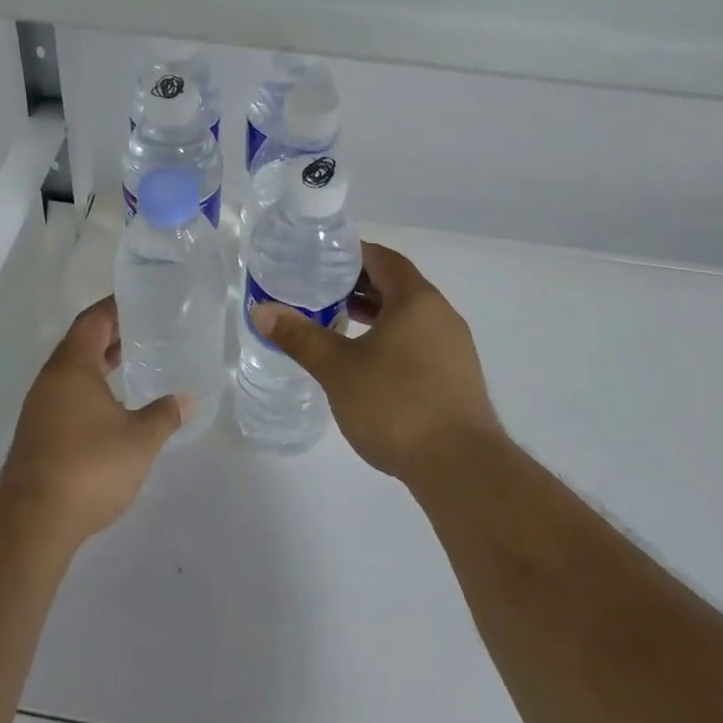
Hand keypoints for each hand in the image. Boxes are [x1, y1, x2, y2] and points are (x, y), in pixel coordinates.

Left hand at [0, 297, 188, 545]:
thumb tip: (188, 398)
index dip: (114, 307)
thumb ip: (164, 414)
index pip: (93, 321)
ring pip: (73, 371)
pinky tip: (113, 404)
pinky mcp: (38, 432)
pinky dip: (91, 387)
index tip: (140, 299)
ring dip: (100, 362)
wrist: (33, 520)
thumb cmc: (89, 467)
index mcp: (73, 367)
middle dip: (110, 333)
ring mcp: (41, 406)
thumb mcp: (139, 440)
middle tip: (145, 327)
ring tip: (133, 360)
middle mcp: (52, 379)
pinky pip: (67, 394)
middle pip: (81, 342)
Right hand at [251, 242, 502, 485]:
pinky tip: (368, 365)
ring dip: (375, 315)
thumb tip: (262, 310)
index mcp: (416, 299)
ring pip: (409, 316)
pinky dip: (392, 339)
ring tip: (338, 326)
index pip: (382, 258)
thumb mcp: (338, 369)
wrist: (461, 467)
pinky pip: (420, 342)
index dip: (351, 255)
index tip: (320, 261)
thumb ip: (300, 336)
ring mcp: (454, 347)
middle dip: (358, 286)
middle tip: (320, 293)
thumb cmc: (396, 404)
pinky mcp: (458, 377)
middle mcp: (441, 314)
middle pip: (397, 285)